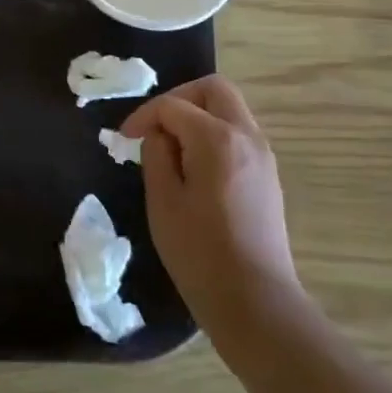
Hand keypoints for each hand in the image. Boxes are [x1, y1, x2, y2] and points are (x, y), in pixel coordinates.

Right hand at [121, 76, 298, 342]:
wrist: (256, 303)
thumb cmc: (200, 253)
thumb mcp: (162, 201)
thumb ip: (157, 154)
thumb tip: (161, 134)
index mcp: (217, 138)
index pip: (173, 105)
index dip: (143, 116)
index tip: (124, 139)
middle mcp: (247, 136)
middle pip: (214, 89)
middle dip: (179, 98)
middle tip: (155, 127)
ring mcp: (263, 155)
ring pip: (229, 110)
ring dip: (198, 116)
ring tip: (172, 150)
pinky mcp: (268, 176)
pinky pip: (238, 134)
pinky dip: (213, 135)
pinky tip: (195, 168)